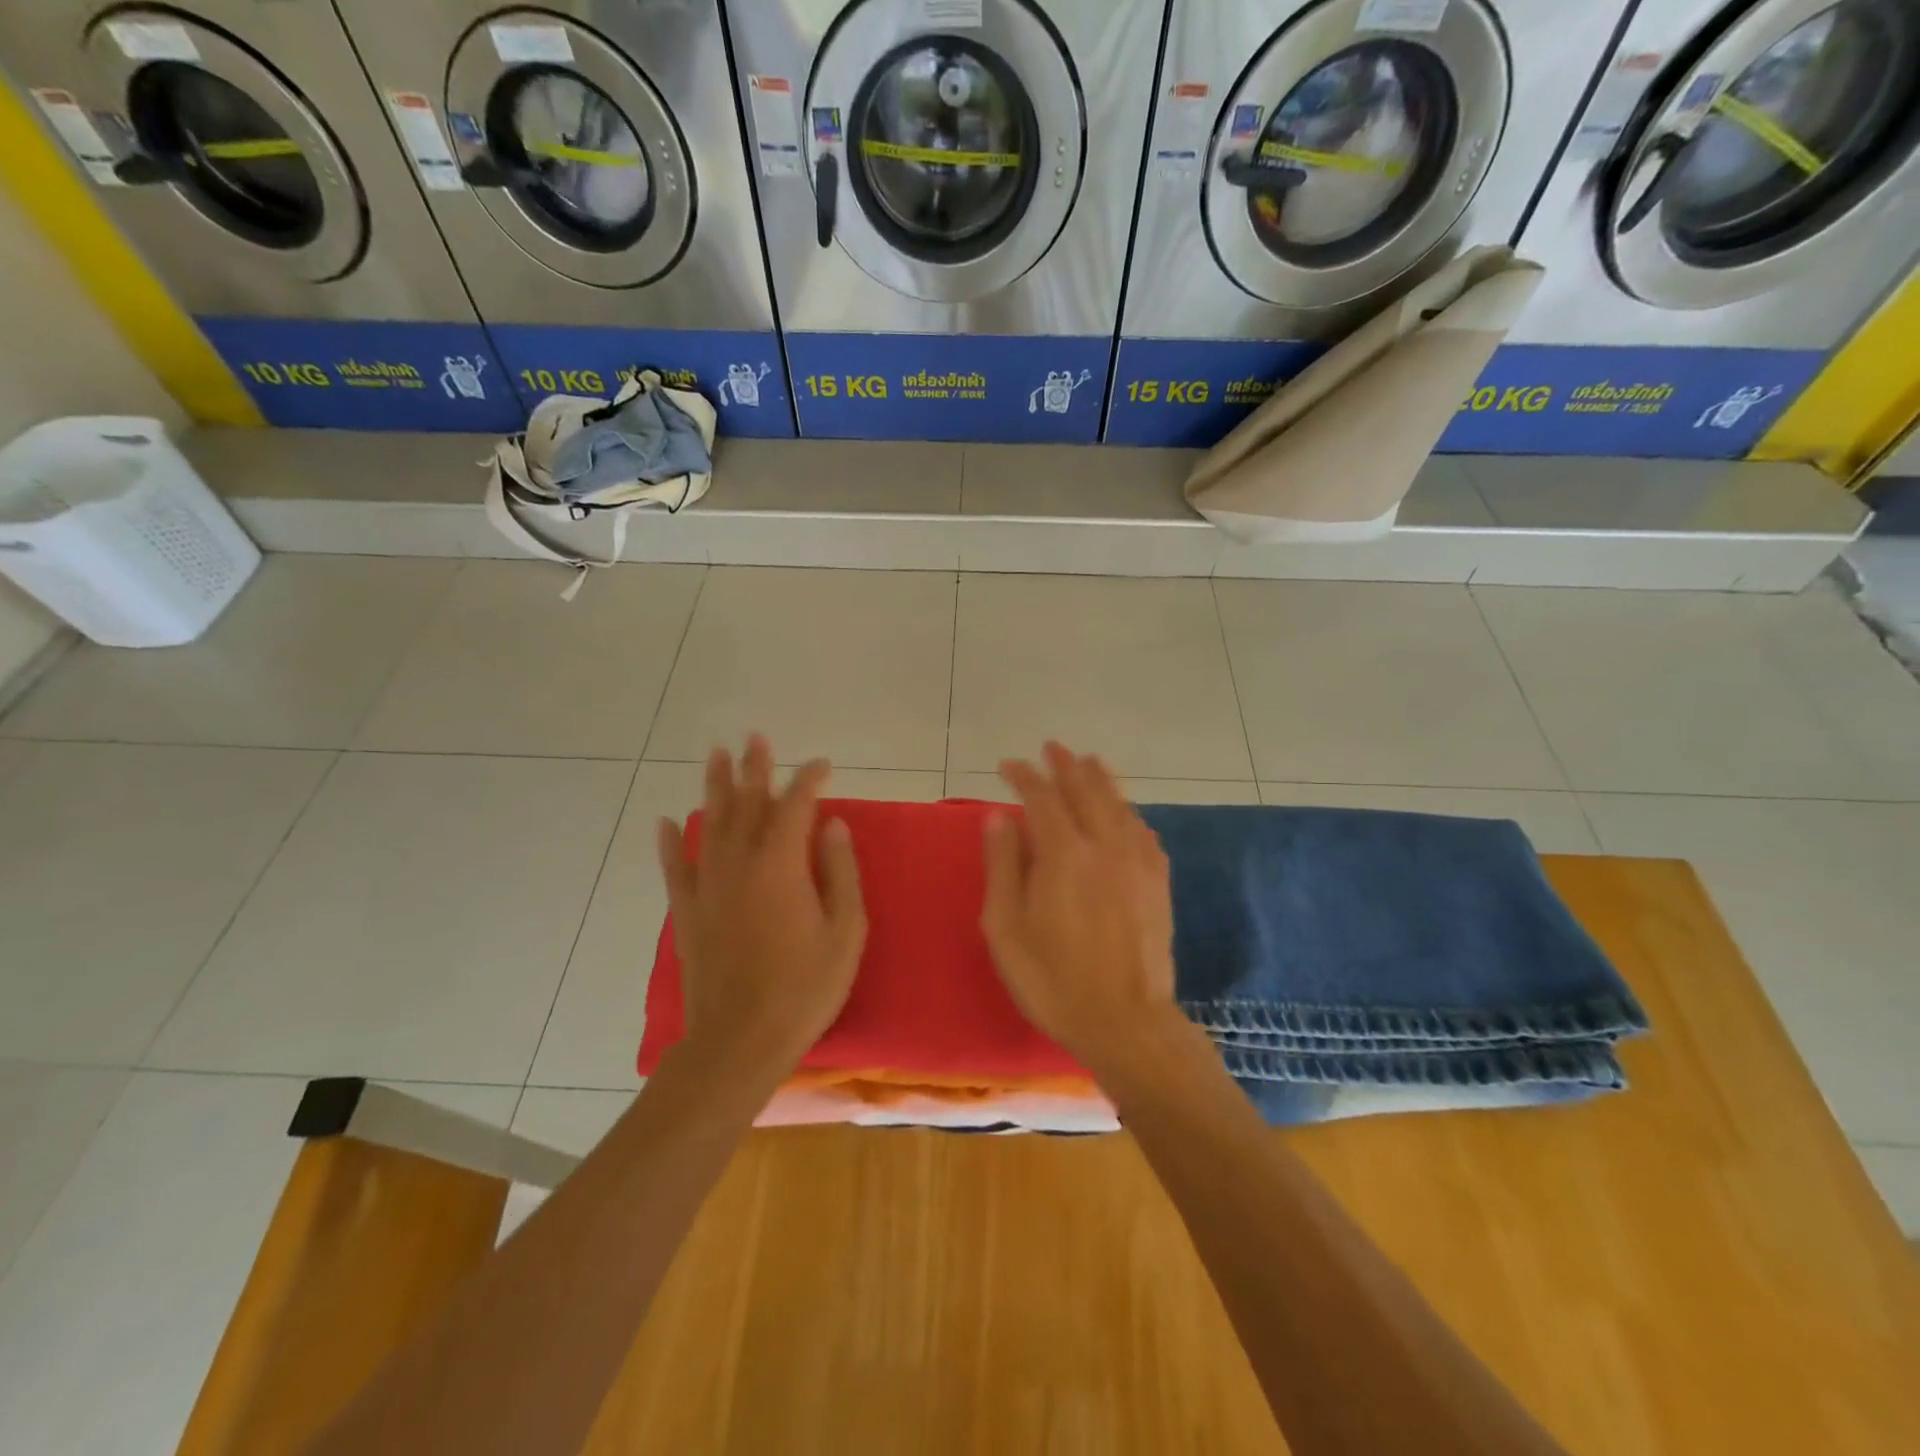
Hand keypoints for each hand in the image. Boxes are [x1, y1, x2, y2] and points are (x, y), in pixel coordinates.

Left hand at [656, 736, 866, 1084]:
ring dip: (715, 788)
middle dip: (754, 768)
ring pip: (710, 824)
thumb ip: (840, 872)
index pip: (796, 805)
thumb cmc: (804, 988)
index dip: (809, 780)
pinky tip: (667, 822)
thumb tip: (833, 826)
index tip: (823, 765)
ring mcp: (708, 886)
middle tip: (755, 738)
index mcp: (781, 865)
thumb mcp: (845, 932)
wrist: (739, 1042)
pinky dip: (670, 843)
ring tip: (716, 756)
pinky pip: (676, 867)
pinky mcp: (687, 912)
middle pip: (747, 803)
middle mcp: (739, 864)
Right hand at [980, 742, 1179, 1072]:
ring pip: (1119, 804)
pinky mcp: (1157, 880)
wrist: (1126, 1022)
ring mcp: (1137, 861)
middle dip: (1066, 765)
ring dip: (1100, 778)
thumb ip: (1002, 866)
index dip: (1024, 776)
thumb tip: (998, 817)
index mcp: (1064, 854)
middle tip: (1051, 748)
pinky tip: (1123, 812)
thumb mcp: (1006, 928)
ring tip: (1088, 762)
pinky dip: (1127, 811)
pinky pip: (1142, 830)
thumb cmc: (1053, 980)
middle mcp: (1105, 844)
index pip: (1041, 797)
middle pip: (1086, 789)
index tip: (1007, 765)